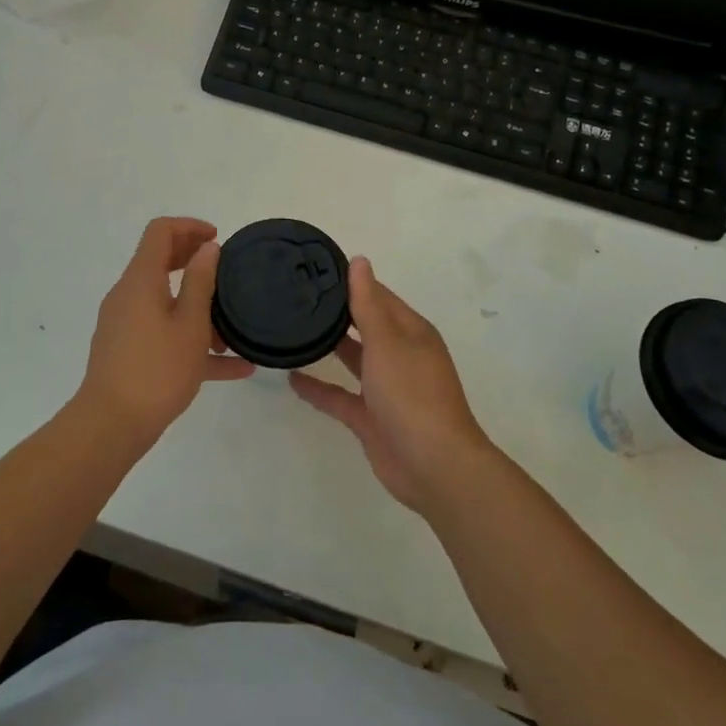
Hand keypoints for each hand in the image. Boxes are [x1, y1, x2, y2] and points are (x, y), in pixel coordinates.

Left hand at [78, 217, 255, 447]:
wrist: (110, 426)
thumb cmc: (156, 369)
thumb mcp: (190, 324)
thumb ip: (200, 281)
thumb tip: (207, 248)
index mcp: (141, 279)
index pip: (160, 232)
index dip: (189, 227)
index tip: (217, 239)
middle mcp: (129, 294)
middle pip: (161, 261)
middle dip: (194, 261)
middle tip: (226, 271)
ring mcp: (125, 324)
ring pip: (165, 302)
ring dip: (197, 308)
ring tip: (233, 331)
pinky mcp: (127, 351)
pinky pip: (163, 334)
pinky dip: (191, 340)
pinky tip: (232, 368)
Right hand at [290, 257, 493, 514]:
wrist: (433, 465)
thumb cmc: (412, 392)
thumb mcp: (387, 341)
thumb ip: (368, 303)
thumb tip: (360, 260)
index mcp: (411, 331)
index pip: (379, 296)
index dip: (352, 282)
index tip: (317, 270)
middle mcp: (400, 355)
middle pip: (366, 325)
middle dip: (338, 312)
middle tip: (298, 296)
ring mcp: (385, 388)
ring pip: (354, 359)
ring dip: (330, 346)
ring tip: (295, 329)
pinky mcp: (371, 418)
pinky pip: (340, 396)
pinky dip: (319, 388)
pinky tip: (292, 378)